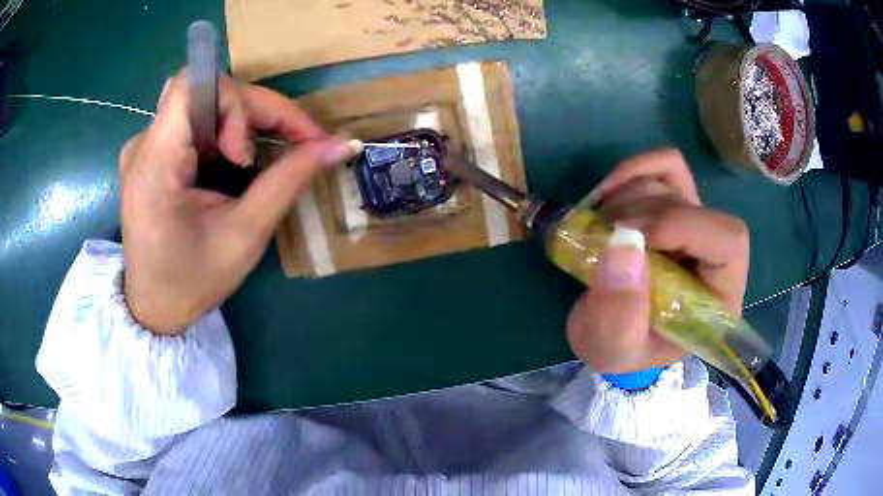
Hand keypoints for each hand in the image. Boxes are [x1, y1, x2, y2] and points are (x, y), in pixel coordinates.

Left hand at [121, 71, 352, 334]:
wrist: (154, 310)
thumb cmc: (193, 281)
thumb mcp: (245, 235)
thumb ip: (288, 180)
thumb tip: (339, 144)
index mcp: (155, 162)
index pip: (193, 85)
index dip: (237, 99)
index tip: (256, 146)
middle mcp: (143, 145)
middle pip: (202, 92)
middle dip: (249, 111)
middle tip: (282, 146)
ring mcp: (142, 149)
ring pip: (198, 104)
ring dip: (236, 121)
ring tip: (252, 161)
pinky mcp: (147, 157)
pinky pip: (189, 122)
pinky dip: (219, 132)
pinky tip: (229, 164)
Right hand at [566, 149, 749, 372]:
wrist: (611, 332)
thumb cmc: (621, 348)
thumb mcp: (613, 347)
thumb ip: (620, 313)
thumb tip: (624, 243)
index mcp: (720, 295)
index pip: (728, 240)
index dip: (682, 226)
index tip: (629, 239)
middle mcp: (715, 253)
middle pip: (694, 205)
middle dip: (642, 214)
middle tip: (600, 237)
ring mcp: (695, 223)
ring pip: (672, 180)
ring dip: (626, 197)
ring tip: (598, 230)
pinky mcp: (674, 204)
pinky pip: (664, 166)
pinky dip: (632, 170)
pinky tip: (606, 194)